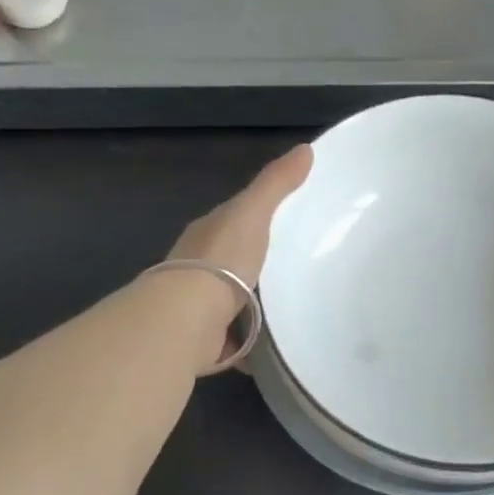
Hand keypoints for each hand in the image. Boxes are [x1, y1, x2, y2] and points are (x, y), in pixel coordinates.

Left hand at [153, 145, 313, 368]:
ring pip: (233, 299)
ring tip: (293, 307)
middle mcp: (198, 267)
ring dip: (254, 305)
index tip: (290, 222)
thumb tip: (306, 148)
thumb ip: (276, 184)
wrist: (187, 319)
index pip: (235, 219)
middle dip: (257, 264)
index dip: (258, 217)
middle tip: (298, 269)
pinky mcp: (206, 339)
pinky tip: (275, 345)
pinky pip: (235, 338)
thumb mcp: (252, 213)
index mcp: (208, 233)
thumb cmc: (221, 260)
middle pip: (234, 260)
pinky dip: (251, 342)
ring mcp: (200, 305)